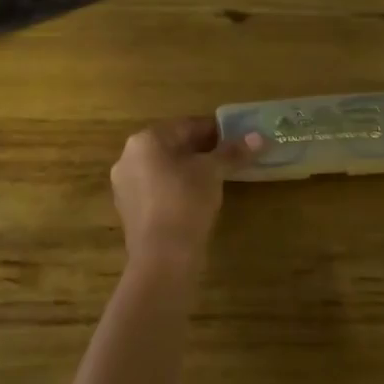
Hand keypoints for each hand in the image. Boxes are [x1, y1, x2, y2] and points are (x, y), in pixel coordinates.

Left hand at [111, 117, 260, 263]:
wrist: (162, 257)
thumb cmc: (186, 202)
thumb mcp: (213, 173)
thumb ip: (233, 152)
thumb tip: (259, 137)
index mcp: (145, 140)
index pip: (186, 125)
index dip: (215, 131)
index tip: (236, 139)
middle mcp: (128, 157)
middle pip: (173, 145)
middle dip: (201, 150)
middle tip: (229, 158)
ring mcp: (125, 184)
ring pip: (164, 168)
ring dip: (188, 169)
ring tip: (216, 179)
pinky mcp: (129, 209)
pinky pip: (157, 188)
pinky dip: (176, 188)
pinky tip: (195, 199)